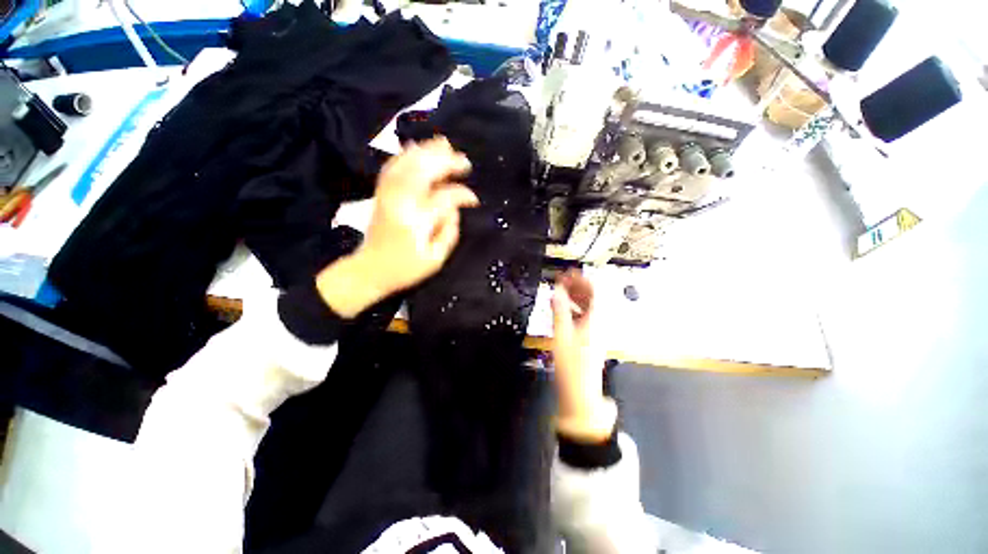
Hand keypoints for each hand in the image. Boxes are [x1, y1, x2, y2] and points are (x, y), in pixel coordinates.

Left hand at [317, 137, 477, 317]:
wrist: (369, 270)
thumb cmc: (406, 269)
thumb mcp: (436, 259)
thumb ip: (449, 232)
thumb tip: (455, 209)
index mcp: (417, 220)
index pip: (444, 197)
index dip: (462, 195)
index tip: (474, 200)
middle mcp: (400, 201)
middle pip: (424, 170)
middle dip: (447, 162)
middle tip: (465, 162)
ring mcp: (388, 194)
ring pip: (407, 162)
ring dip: (427, 151)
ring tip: (445, 144)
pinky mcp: (381, 193)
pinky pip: (393, 165)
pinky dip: (407, 154)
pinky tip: (418, 149)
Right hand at [551, 270, 615, 442]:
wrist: (580, 392)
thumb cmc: (572, 365)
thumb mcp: (561, 334)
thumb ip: (559, 310)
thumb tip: (556, 291)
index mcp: (595, 320)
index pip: (594, 292)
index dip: (583, 279)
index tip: (570, 273)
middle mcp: (598, 324)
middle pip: (593, 298)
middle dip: (578, 286)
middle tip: (563, 280)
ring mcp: (595, 332)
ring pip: (589, 307)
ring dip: (576, 296)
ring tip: (562, 291)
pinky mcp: (590, 339)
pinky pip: (584, 317)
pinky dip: (575, 308)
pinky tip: (565, 310)